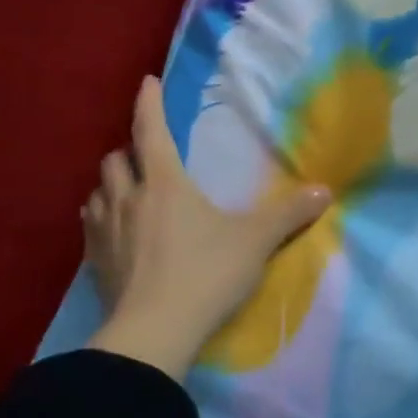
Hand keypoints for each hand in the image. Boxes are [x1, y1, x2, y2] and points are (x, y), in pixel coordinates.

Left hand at [84, 77, 330, 379]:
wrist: (153, 335)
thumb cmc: (206, 274)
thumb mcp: (256, 241)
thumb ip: (290, 214)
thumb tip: (326, 191)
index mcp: (165, 184)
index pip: (150, 132)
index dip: (148, 104)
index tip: (147, 82)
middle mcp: (128, 200)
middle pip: (115, 160)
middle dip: (129, 151)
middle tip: (148, 154)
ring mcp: (104, 234)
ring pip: (97, 193)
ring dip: (113, 185)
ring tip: (130, 191)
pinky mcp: (94, 265)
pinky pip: (91, 228)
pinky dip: (103, 218)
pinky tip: (117, 233)